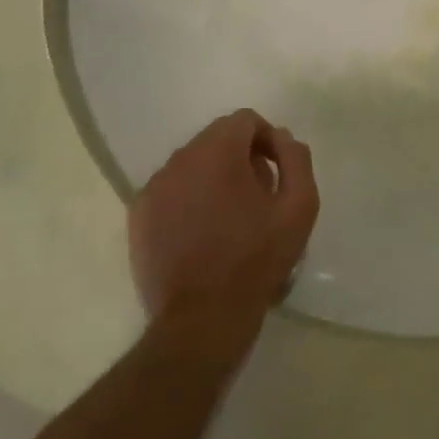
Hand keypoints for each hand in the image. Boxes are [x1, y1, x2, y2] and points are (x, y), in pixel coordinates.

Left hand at [130, 110, 319, 339]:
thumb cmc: (258, 257)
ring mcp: (154, 188)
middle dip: (241, 157)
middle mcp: (180, 159)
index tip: (276, 171)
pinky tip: (202, 232)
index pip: (244, 120)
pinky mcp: (138, 216)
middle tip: (258, 195)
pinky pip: (170, 190)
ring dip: (214, 177)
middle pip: (216, 139)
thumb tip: (281, 137)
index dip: (266, 139)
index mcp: (218, 151)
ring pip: (191, 164)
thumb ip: (295, 159)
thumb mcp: (300, 206)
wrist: (203, 318)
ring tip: (230, 217)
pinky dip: (188, 199)